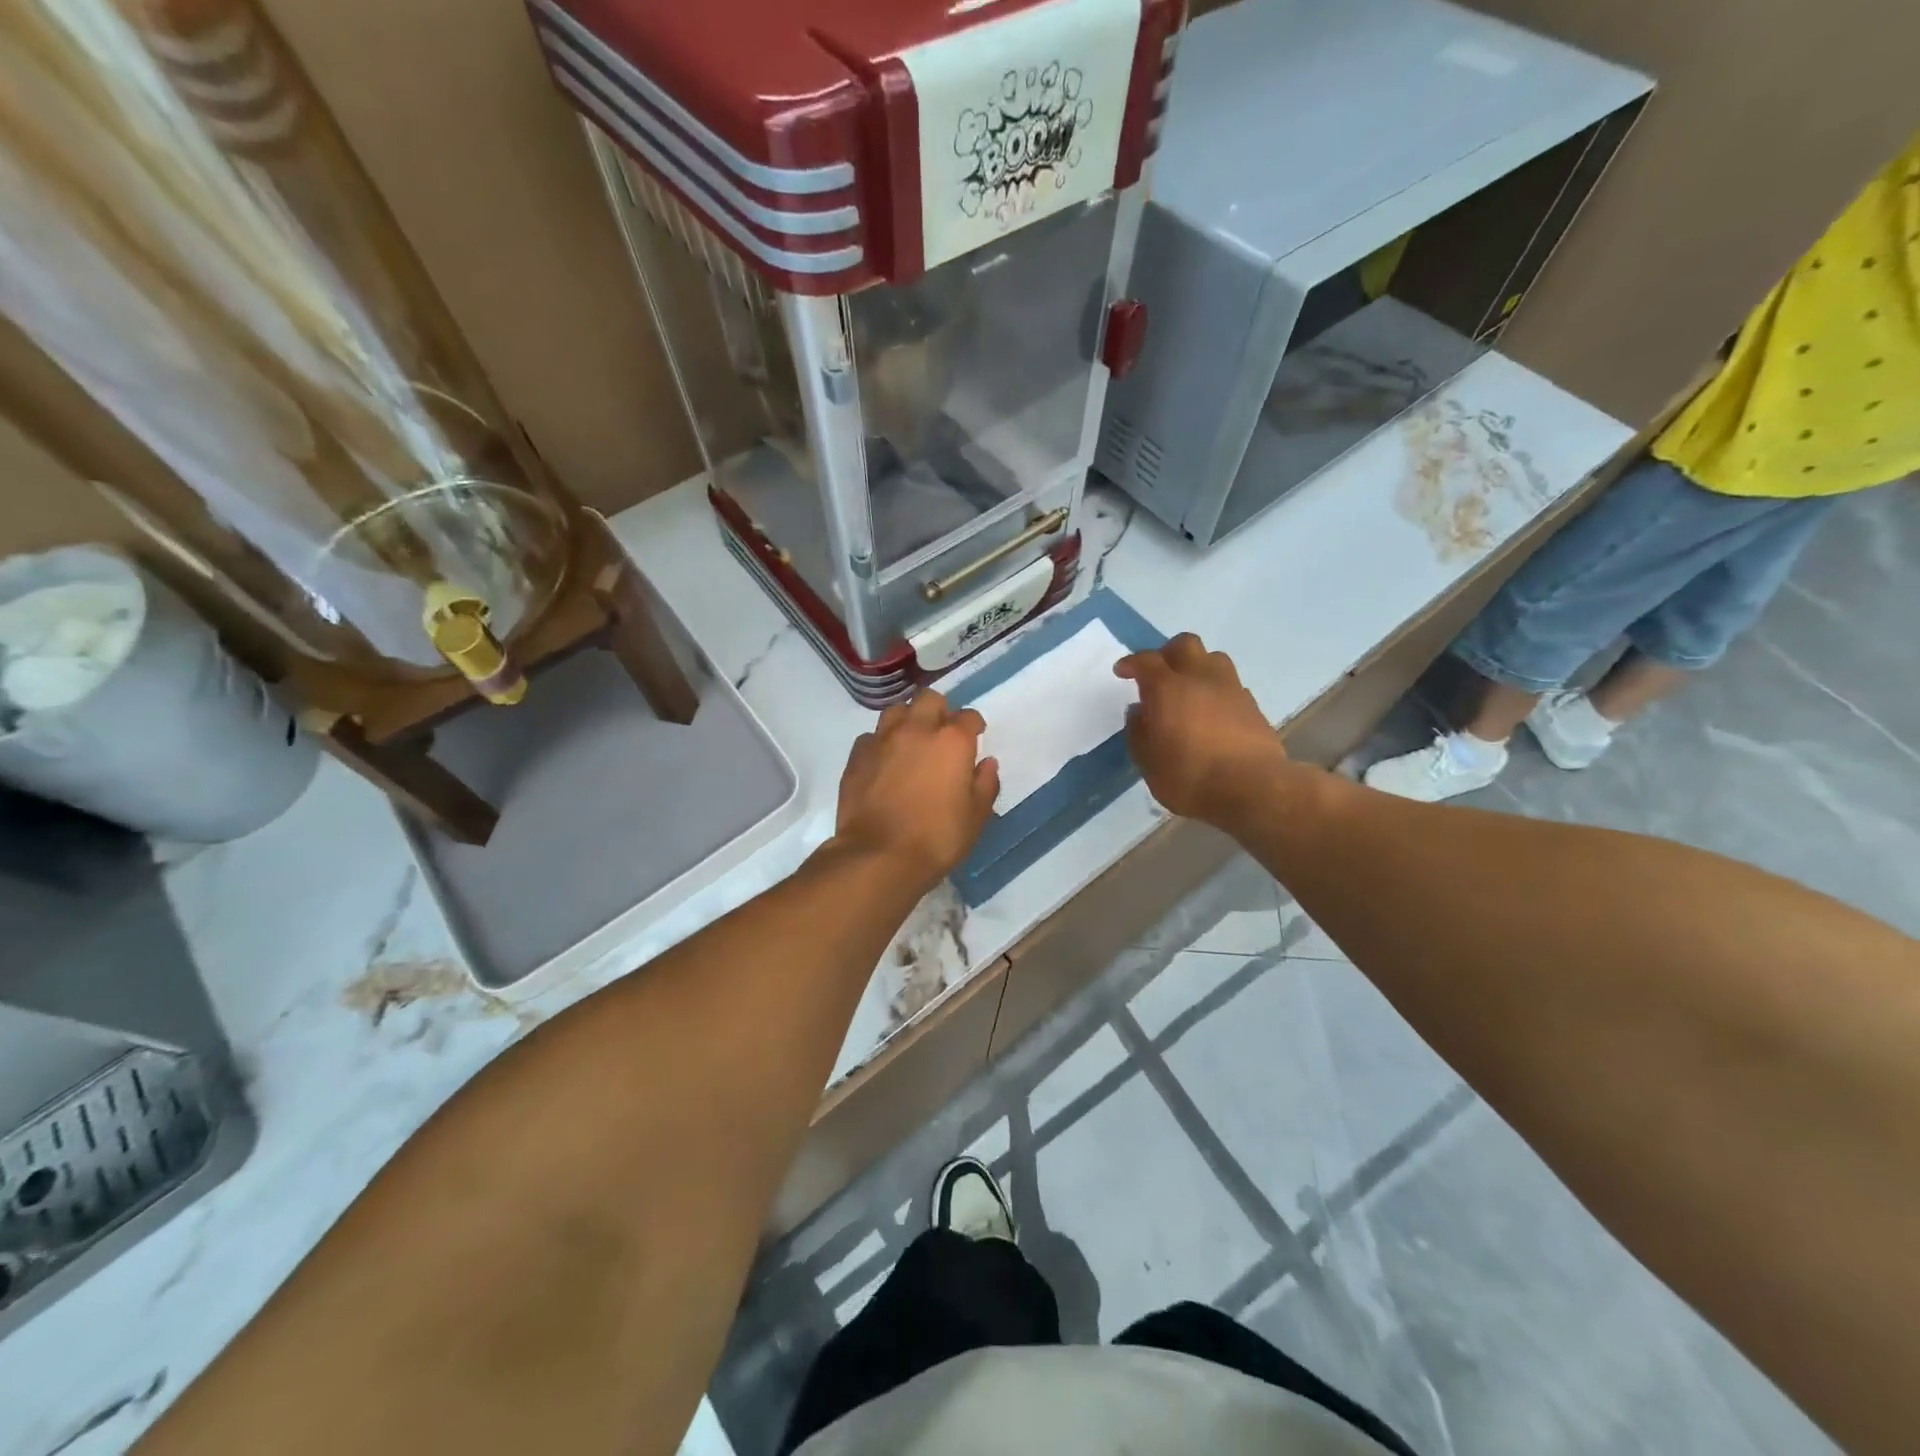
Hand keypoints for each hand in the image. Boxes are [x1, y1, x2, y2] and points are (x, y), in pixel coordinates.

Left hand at [833, 691, 999, 890]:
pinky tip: (883, 763)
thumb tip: (986, 763)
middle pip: (929, 700)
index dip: (974, 726)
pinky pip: (870, 737)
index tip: (975, 737)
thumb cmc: (937, 838)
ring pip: (896, 711)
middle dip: (939, 710)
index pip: (968, 717)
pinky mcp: (856, 757)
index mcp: (952, 741)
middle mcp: (916, 730)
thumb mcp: (976, 817)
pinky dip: (880, 744)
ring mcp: (882, 740)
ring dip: (907, 720)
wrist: (878, 856)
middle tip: (941, 734)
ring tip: (910, 743)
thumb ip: (985, 784)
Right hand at [1116, 634, 1288, 828]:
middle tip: (1157, 674)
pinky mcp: (1252, 706)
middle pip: (1185, 644)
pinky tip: (1212, 712)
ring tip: (1188, 689)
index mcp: (1168, 688)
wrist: (1253, 788)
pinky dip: (1216, 691)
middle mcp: (1200, 678)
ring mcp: (1231, 689)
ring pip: (1213, 658)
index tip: (1122, 671)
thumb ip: (1138, 732)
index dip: (1132, 663)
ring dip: (1197, 667)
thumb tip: (1139, 712)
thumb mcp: (1148, 762)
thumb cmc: (1189, 776)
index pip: (1146, 661)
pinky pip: (1230, 685)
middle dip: (1167, 654)